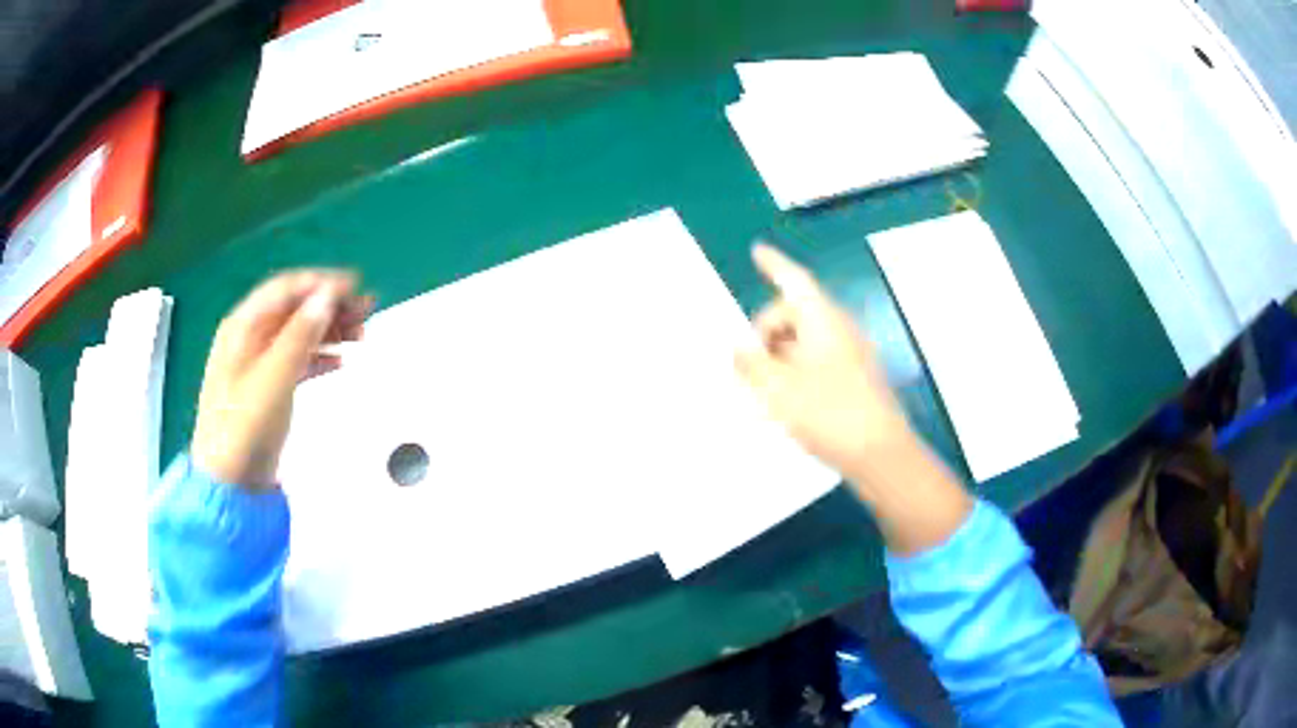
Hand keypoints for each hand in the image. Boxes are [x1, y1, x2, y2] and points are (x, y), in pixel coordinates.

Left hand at [191, 270, 372, 488]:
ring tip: (361, 334)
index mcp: (244, 326)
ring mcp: (259, 363)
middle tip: (366, 309)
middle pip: (294, 309)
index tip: (355, 286)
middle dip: (330, 305)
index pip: (286, 289)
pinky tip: (341, 361)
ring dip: (330, 330)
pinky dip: (320, 356)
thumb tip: (327, 296)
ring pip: (299, 333)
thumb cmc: (244, 426)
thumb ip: (300, 334)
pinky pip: (298, 359)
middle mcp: (250, 338)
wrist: (231, 482)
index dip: (321, 283)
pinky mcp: (268, 387)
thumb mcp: (273, 376)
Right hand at [735, 244, 912, 480]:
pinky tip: (783, 405)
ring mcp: (850, 356)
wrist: (881, 455)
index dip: (774, 264)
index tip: (757, 251)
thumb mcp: (778, 389)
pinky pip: (816, 364)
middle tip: (748, 368)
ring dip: (778, 357)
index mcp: (823, 321)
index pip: (794, 281)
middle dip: (766, 331)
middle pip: (795, 314)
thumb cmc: (829, 414)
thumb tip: (739, 350)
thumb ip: (752, 364)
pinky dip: (794, 374)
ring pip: (804, 342)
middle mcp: (839, 331)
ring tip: (761, 393)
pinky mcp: (854, 381)